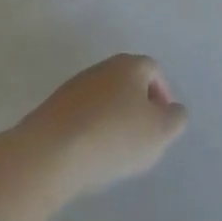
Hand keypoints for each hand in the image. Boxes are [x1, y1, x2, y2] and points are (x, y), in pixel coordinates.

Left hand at [0, 54, 186, 220]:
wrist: (46, 155)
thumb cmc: (113, 137)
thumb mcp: (160, 131)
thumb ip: (175, 119)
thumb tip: (172, 112)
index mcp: (130, 65)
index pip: (154, 71)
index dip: (162, 95)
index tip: (163, 124)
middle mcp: (101, 68)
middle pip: (127, 83)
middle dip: (137, 107)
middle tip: (141, 138)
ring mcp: (72, 88)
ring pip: (102, 100)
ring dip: (111, 120)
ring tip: (113, 152)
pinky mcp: (48, 111)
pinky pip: (79, 118)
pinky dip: (88, 132)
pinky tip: (87, 155)